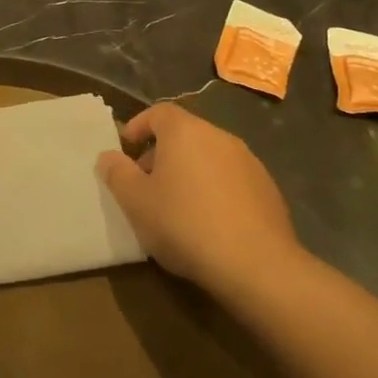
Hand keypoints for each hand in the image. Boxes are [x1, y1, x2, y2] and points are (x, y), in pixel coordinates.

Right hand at [97, 103, 302, 289]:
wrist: (256, 265)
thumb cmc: (184, 223)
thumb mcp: (135, 201)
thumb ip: (117, 173)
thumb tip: (108, 156)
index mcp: (186, 132)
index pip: (159, 112)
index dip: (138, 125)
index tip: (126, 148)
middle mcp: (220, 137)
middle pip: (185, 134)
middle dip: (161, 153)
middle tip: (145, 183)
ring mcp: (249, 163)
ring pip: (209, 157)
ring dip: (189, 172)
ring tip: (176, 205)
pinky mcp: (268, 190)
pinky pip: (231, 179)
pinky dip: (214, 190)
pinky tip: (208, 222)